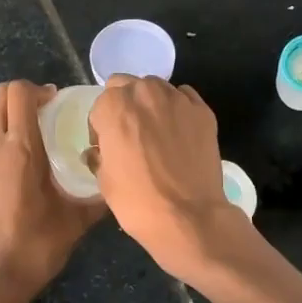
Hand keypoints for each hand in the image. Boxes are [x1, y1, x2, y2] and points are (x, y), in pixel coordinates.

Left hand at [0, 80, 102, 302]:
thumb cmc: (34, 248)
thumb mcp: (75, 222)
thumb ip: (98, 197)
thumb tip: (116, 184)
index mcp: (20, 149)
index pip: (18, 93)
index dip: (37, 90)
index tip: (53, 104)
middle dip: (21, 98)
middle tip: (41, 115)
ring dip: (1, 115)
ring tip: (20, 135)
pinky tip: (2, 165)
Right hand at [86, 75, 231, 280]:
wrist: (189, 217)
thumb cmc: (137, 201)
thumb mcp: (104, 180)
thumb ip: (99, 155)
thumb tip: (98, 151)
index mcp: (114, 106)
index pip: (100, 104)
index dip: (100, 125)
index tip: (105, 145)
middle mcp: (145, 93)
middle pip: (127, 86)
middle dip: (124, 104)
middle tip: (128, 133)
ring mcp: (177, 100)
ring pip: (156, 88)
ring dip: (150, 103)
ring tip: (155, 131)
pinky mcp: (203, 111)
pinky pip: (184, 98)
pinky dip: (177, 108)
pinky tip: (177, 131)